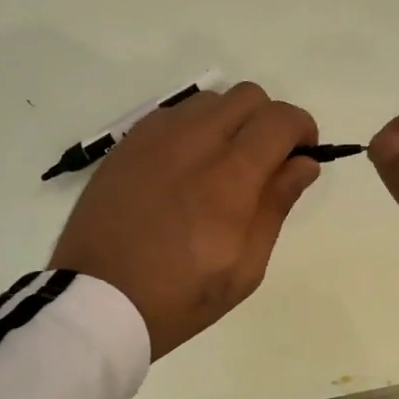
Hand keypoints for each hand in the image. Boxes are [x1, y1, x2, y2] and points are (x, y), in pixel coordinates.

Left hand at [52, 83, 319, 358]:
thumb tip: (303, 163)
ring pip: (209, 100)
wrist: (94, 302)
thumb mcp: (243, 269)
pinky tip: (184, 170)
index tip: (301, 157)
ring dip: (229, 122)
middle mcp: (192, 142)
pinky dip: (193, 129)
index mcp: (228, 178)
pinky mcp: (127, 144)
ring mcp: (154, 138)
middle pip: (248, 96)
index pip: (280, 119)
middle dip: (268, 121)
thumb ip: (276, 206)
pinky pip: (173, 115)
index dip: (302, 130)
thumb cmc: (178, 298)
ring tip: (220, 167)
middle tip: (264, 163)